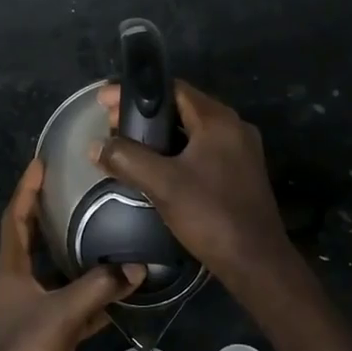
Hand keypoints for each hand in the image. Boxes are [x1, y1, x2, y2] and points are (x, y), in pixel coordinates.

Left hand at [0, 159, 143, 350]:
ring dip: (79, 256)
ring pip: (60, 275)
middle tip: (77, 191)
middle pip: (34, 242)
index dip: (25, 190)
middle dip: (50, 215)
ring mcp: (36, 312)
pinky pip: (78, 306)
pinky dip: (98, 297)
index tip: (40, 162)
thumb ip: (99, 288)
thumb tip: (136, 268)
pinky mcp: (53, 336)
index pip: (15, 220)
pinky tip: (122, 290)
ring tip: (106, 232)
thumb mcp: (62, 314)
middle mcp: (21, 287)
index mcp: (12, 273)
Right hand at [95, 81, 293, 290]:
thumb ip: (127, 159)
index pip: (173, 89)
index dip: (135, 92)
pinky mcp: (239, 174)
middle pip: (182, 108)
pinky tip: (154, 168)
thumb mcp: (163, 185)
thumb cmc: (211, 215)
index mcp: (219, 120)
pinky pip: (201, 151)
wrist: (255, 261)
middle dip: (144, 114)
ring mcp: (239, 152)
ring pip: (192, 131)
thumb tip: (96, 146)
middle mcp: (233, 128)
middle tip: (111, 126)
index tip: (104, 102)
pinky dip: (175, 152)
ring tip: (126, 145)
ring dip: (159, 135)